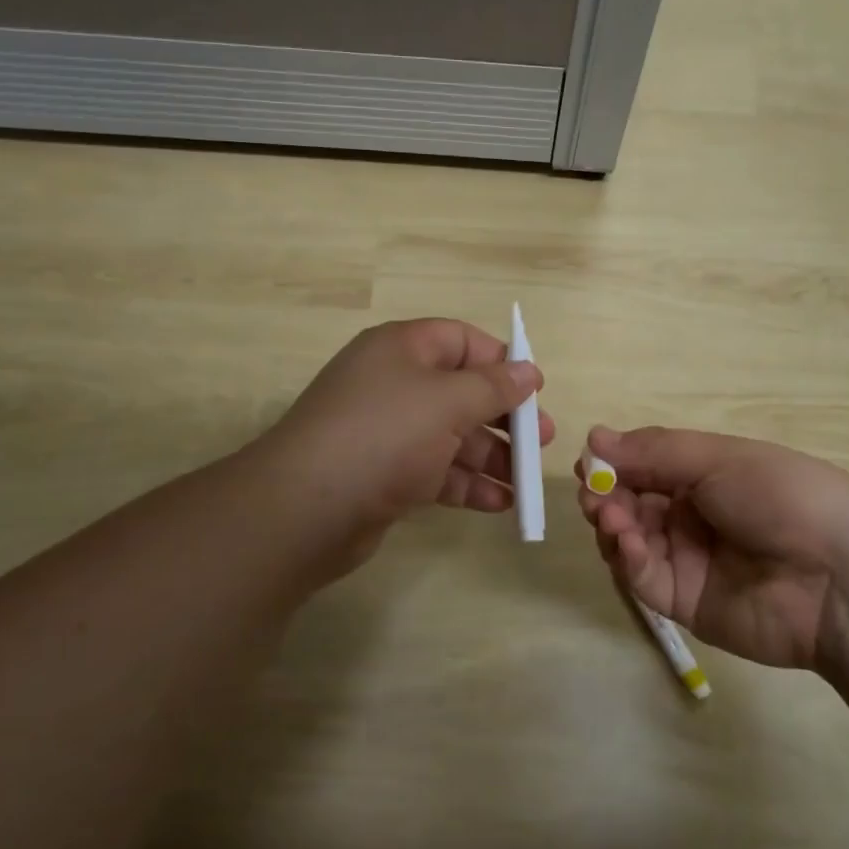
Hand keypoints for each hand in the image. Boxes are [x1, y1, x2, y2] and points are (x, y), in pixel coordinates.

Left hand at [257, 318, 554, 577]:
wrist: (306, 508)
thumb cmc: (384, 435)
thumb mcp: (447, 402)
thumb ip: (493, 386)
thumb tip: (528, 371)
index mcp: (401, 349)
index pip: (461, 341)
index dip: (501, 361)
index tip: (536, 389)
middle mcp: (393, 384)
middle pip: (460, 392)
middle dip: (504, 417)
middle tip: (542, 441)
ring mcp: (386, 432)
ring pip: (451, 436)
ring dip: (491, 457)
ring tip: (526, 481)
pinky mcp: (384, 475)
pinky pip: (436, 471)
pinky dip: (467, 485)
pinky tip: (500, 504)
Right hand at [577, 425, 848, 670]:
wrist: (838, 576)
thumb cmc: (780, 496)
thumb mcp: (718, 459)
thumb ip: (652, 451)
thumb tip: (593, 436)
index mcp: (704, 476)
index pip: (643, 467)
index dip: (613, 465)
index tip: (588, 463)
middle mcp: (691, 516)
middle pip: (629, 505)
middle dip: (605, 496)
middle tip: (594, 496)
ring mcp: (686, 560)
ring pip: (628, 541)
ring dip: (612, 525)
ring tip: (610, 517)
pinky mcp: (684, 602)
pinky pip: (643, 578)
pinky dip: (628, 559)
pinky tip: (629, 543)